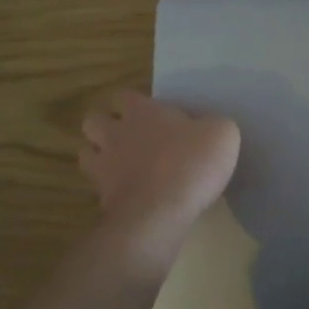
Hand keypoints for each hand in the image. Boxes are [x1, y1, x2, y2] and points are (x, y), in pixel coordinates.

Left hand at [80, 91, 240, 244]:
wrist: (161, 212)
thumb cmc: (191, 163)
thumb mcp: (222, 133)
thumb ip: (212, 124)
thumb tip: (207, 128)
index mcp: (142, 111)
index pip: (124, 96)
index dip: (135, 104)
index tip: (153, 115)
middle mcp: (116, 134)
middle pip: (93, 120)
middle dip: (106, 126)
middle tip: (131, 137)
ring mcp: (104, 167)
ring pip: (86, 152)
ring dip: (100, 156)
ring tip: (122, 165)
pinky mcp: (102, 199)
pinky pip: (97, 188)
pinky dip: (110, 189)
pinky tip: (131, 194)